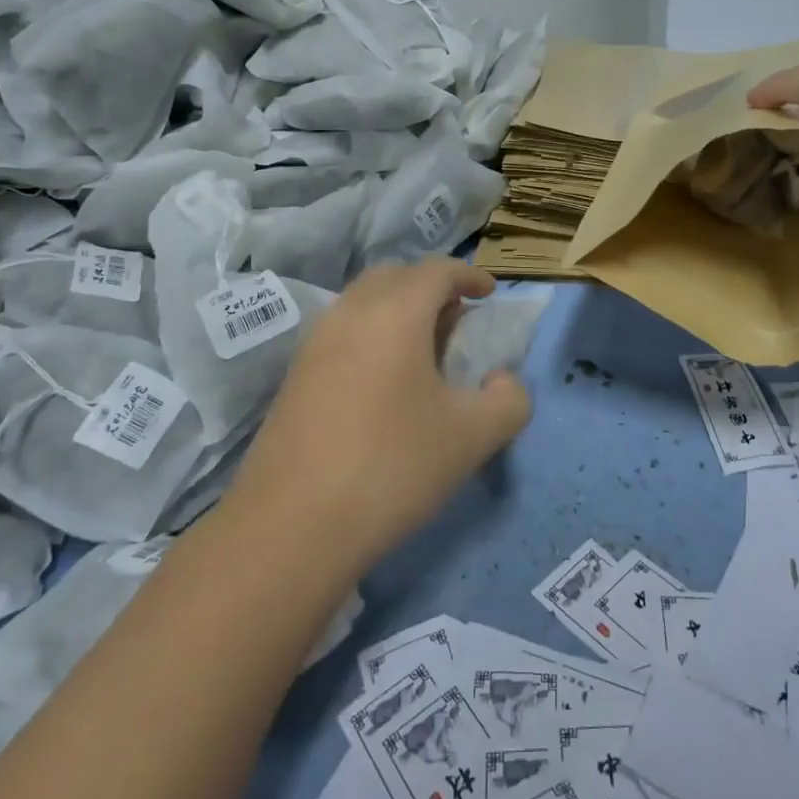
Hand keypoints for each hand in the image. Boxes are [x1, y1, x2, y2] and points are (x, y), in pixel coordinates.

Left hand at [229, 260, 531, 576]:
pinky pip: (342, 332)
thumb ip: (509, 400)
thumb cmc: (391, 467)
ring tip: (423, 350)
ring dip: (397, 310)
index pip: (436, 270)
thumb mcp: (471, 438)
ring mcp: (315, 343)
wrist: (289, 527)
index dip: (468, 274)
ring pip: (363, 303)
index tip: (489, 291)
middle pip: (395, 276)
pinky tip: (384, 383)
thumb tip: (503, 381)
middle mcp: (351, 313)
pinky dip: (371, 335)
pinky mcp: (295, 375)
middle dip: (430, 286)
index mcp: (395, 313)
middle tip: (456, 318)